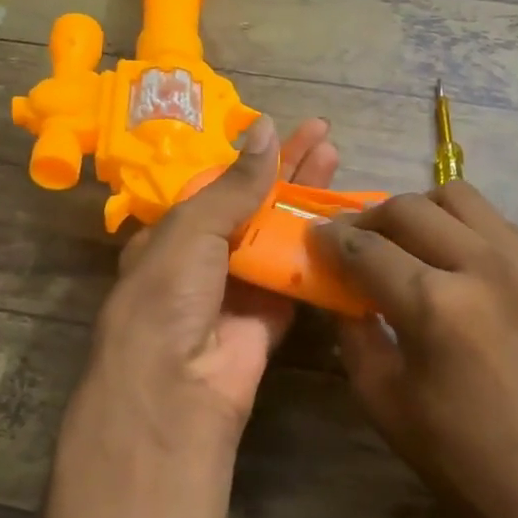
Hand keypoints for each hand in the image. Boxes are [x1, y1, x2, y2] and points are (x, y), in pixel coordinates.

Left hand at [74, 117, 339, 454]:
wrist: (177, 387)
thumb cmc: (168, 295)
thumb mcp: (191, 229)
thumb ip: (234, 185)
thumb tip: (265, 130)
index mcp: (176, 233)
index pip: (220, 185)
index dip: (254, 158)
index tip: (286, 129)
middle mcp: (208, 257)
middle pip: (256, 206)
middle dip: (290, 171)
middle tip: (325, 138)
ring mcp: (242, 288)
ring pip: (282, 237)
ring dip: (310, 203)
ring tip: (340, 164)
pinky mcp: (273, 316)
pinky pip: (301, 278)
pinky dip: (323, 252)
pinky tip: (350, 222)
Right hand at [316, 183, 517, 517]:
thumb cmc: (456, 454)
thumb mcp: (381, 397)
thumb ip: (354, 331)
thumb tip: (340, 290)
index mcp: (434, 304)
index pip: (366, 248)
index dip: (332, 239)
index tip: (316, 236)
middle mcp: (483, 266)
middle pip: (411, 208)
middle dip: (370, 217)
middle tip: (355, 239)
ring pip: (461, 197)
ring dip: (421, 211)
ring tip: (406, 240)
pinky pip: (498, 224)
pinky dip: (465, 229)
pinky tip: (454, 262)